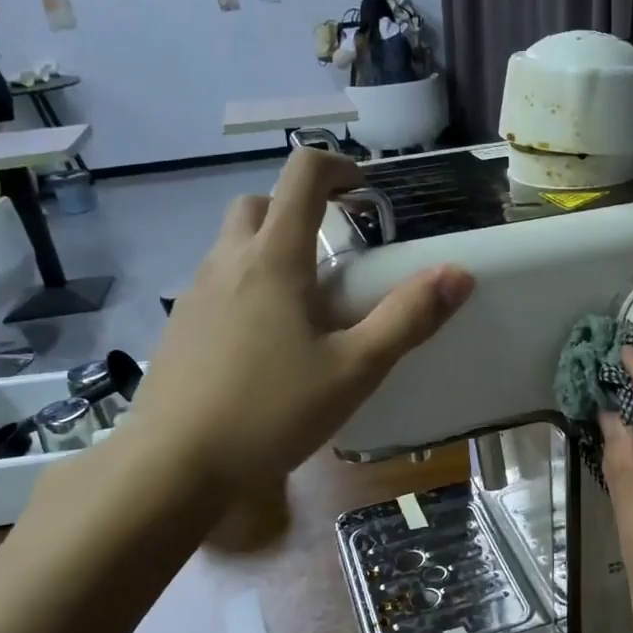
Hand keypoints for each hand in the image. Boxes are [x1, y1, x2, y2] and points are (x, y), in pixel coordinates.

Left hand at [125, 149, 473, 489]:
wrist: (173, 465)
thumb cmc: (271, 411)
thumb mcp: (354, 370)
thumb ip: (408, 319)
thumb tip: (458, 274)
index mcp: (274, 260)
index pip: (302, 175)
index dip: (338, 167)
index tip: (365, 191)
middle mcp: (228, 262)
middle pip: (259, 203)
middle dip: (298, 207)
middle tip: (334, 249)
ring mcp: (195, 293)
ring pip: (233, 244)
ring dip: (270, 246)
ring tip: (305, 302)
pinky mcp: (179, 326)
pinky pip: (216, 282)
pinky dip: (246, 285)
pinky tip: (265, 342)